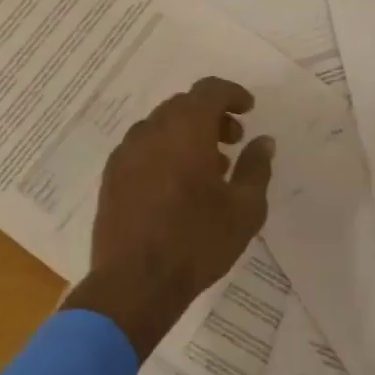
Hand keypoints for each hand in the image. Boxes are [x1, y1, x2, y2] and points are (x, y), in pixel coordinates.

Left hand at [61, 77, 274, 360]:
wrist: (134, 284)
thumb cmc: (197, 242)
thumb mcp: (245, 208)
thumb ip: (256, 167)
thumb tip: (263, 141)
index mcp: (186, 129)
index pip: (209, 90)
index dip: (232, 94)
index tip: (249, 110)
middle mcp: (151, 131)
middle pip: (183, 105)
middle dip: (211, 115)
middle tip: (232, 142)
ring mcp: (126, 153)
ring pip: (161, 126)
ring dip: (186, 134)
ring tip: (208, 168)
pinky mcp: (111, 177)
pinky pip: (142, 148)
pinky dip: (164, 151)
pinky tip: (176, 186)